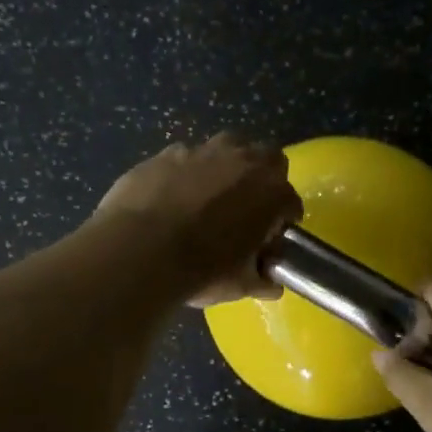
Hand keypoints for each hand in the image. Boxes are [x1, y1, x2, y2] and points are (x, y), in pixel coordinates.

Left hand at [95, 134, 302, 306]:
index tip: (272, 236)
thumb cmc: (202, 270)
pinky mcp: (165, 154)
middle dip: (264, 177)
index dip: (284, 219)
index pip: (291, 202)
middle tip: (250, 205)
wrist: (140, 250)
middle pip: (268, 157)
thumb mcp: (240, 285)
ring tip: (212, 194)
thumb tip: (271, 284)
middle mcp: (243, 162)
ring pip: (227, 146)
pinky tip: (172, 196)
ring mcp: (202, 152)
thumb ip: (261, 280)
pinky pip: (185, 158)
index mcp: (271, 193)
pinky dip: (185, 173)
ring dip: (227, 165)